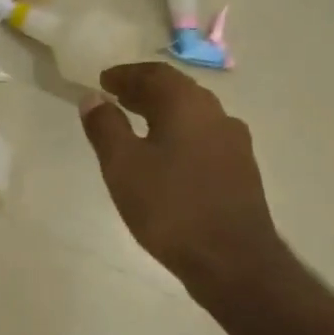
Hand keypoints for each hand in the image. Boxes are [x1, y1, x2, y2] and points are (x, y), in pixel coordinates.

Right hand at [79, 62, 288, 295]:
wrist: (232, 260)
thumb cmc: (170, 207)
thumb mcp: (123, 166)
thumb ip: (105, 127)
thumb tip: (93, 98)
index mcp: (188, 106)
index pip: (155, 74)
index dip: (126, 74)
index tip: (103, 81)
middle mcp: (217, 115)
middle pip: (177, 92)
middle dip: (144, 92)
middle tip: (115, 99)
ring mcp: (234, 144)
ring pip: (192, 116)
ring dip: (162, 114)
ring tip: (135, 126)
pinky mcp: (240, 171)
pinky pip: (203, 138)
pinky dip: (178, 135)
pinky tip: (164, 158)